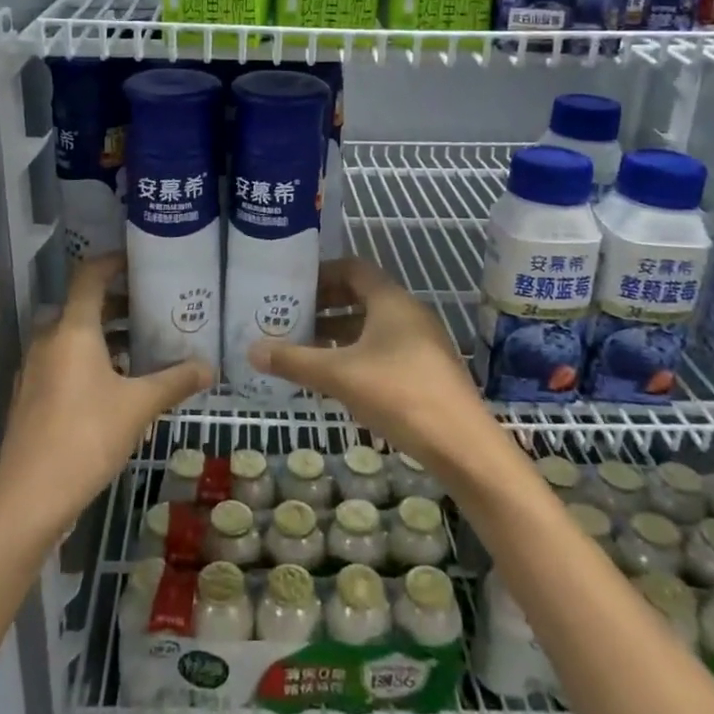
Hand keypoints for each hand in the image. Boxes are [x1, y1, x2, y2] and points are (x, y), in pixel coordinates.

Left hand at [0, 253, 213, 536]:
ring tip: (142, 346)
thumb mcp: (139, 406)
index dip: (112, 262)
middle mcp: (48, 340)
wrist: (29, 498)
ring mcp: (35, 369)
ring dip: (104, 334)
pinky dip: (89, 359)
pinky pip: (63, 361)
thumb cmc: (86, 437)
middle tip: (152, 308)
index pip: (89, 276)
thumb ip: (175, 381)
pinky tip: (116, 383)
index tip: (139, 262)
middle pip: (82, 306)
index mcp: (73, 330)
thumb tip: (210, 367)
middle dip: (117, 303)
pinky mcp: (31, 396)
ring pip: (72, 336)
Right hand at [250, 258, 513, 489]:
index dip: (322, 273)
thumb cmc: (398, 394)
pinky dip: (358, 352)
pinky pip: (386, 347)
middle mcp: (409, 312)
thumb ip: (294, 361)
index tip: (294, 286)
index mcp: (391, 301)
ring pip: (374, 325)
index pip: (353, 268)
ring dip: (341, 332)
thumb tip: (251, 350)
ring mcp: (423, 341)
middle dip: (326, 305)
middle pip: (363, 295)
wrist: (462, 445)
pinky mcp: (428, 369)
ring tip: (307, 348)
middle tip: (293, 317)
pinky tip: (339, 378)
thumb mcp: (339, 376)